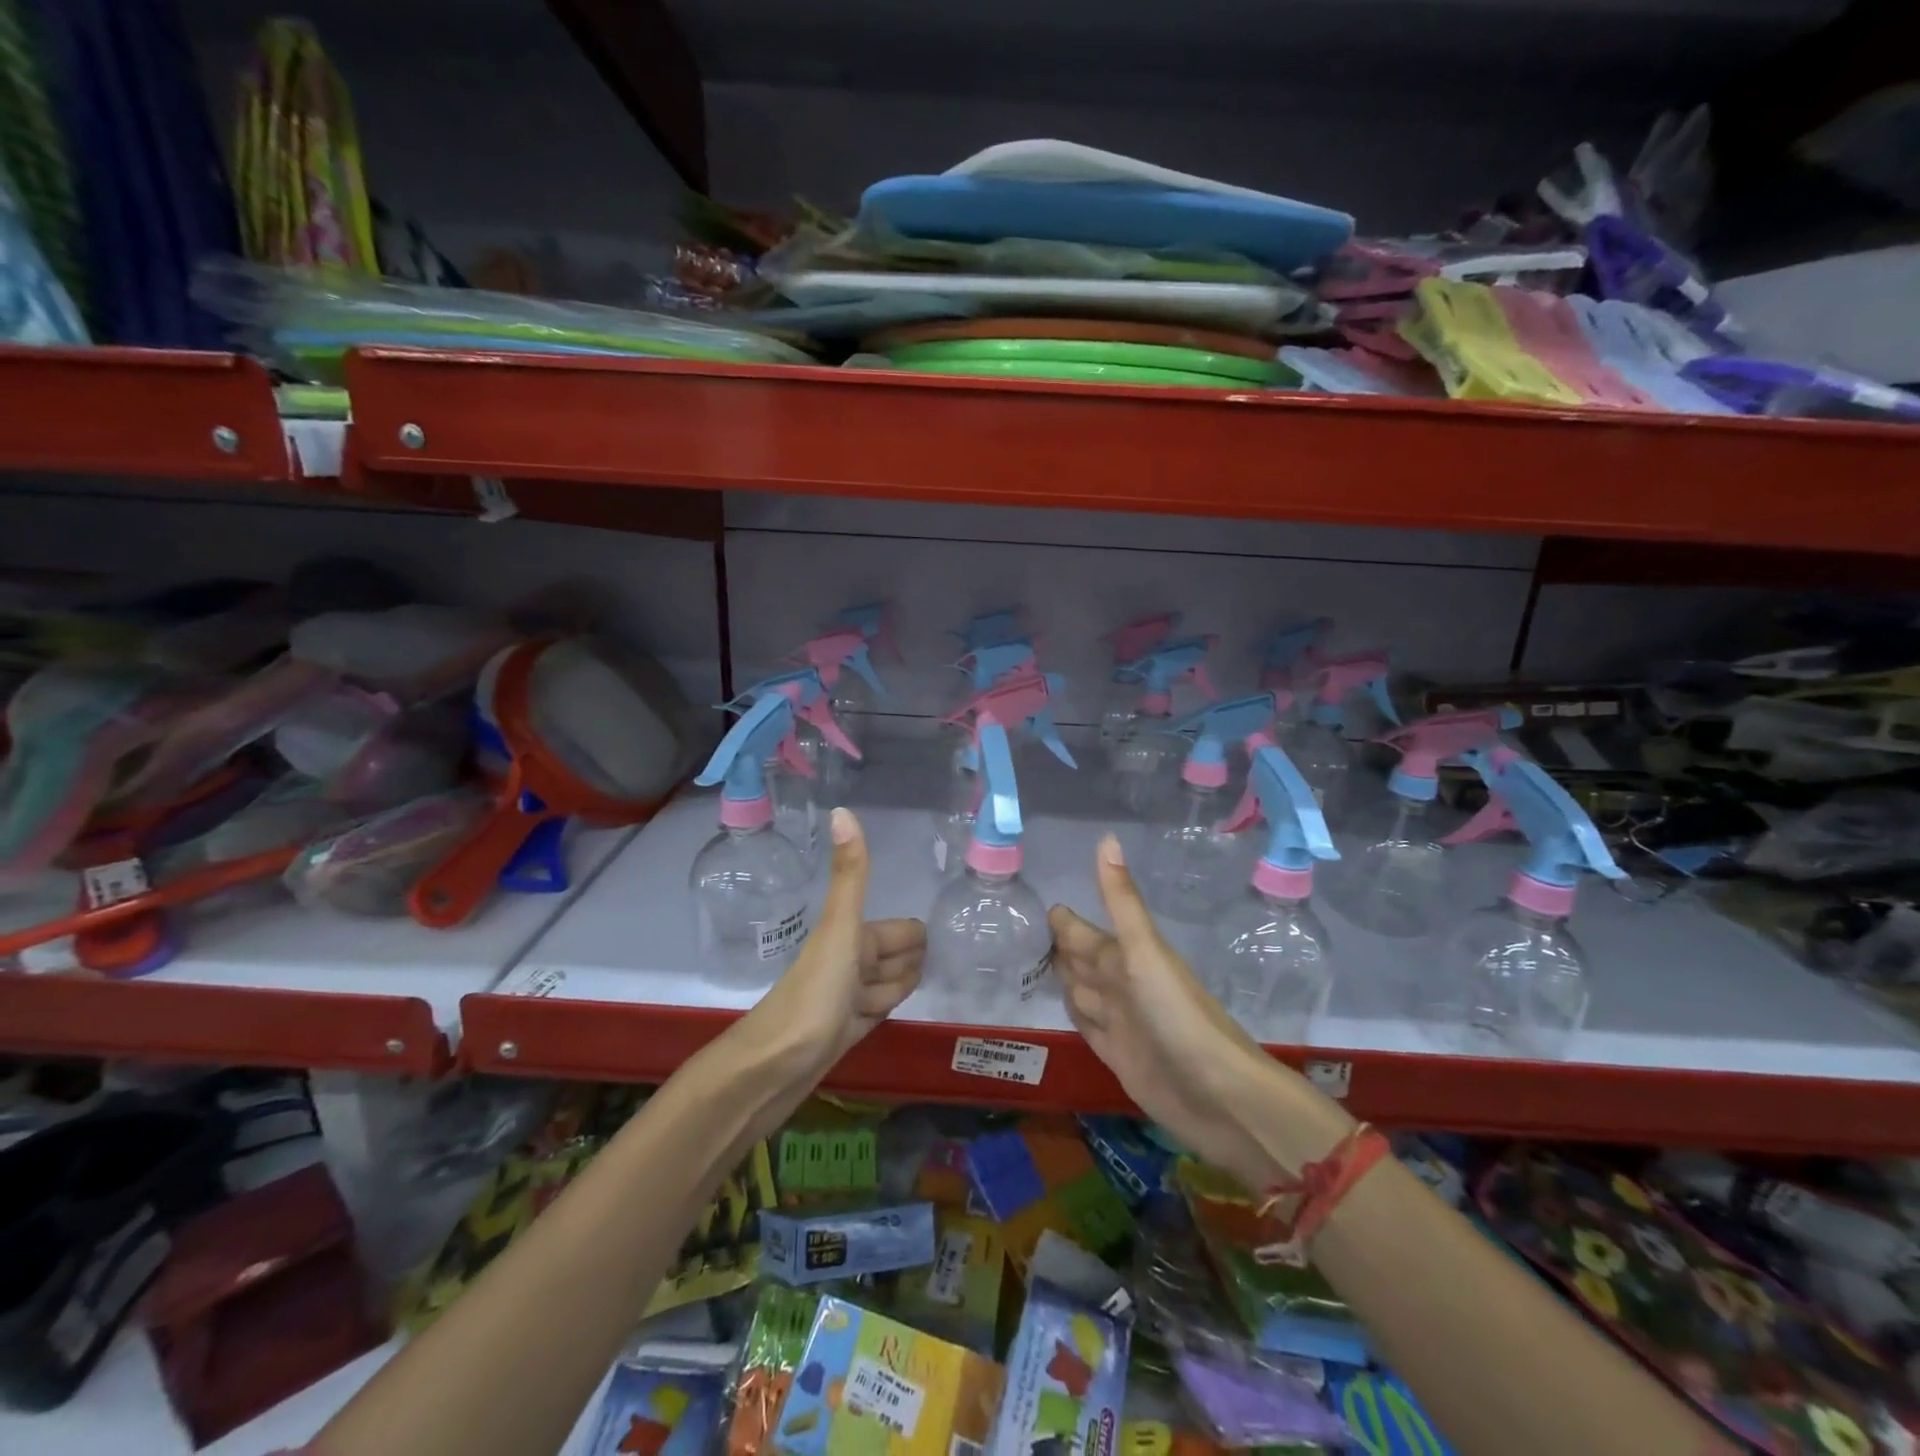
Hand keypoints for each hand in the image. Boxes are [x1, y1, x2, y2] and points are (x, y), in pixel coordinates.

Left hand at [750, 807, 924, 1072]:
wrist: (774, 1067)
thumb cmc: (814, 995)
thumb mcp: (840, 930)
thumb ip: (850, 875)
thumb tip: (843, 809)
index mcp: (852, 939)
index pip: (901, 932)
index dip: (916, 938)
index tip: (950, 935)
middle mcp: (849, 965)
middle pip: (894, 957)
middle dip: (914, 959)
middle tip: (949, 964)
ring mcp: (846, 1002)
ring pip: (885, 985)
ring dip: (902, 985)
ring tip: (935, 984)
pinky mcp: (843, 1035)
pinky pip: (874, 1013)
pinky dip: (887, 1009)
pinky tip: (896, 1012)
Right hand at [1049, 834, 1284, 1186]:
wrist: (1216, 1093)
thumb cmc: (1178, 1014)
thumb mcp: (1145, 951)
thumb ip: (1121, 900)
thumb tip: (1106, 837)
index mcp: (1124, 956)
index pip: (1082, 932)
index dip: (1063, 921)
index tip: (1035, 903)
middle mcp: (1119, 985)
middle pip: (1081, 960)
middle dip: (1057, 946)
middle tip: (1022, 932)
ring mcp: (1119, 1021)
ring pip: (1081, 991)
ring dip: (1062, 978)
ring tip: (1031, 965)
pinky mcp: (1116, 1055)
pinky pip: (1085, 1026)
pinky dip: (1071, 1013)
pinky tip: (1060, 1007)